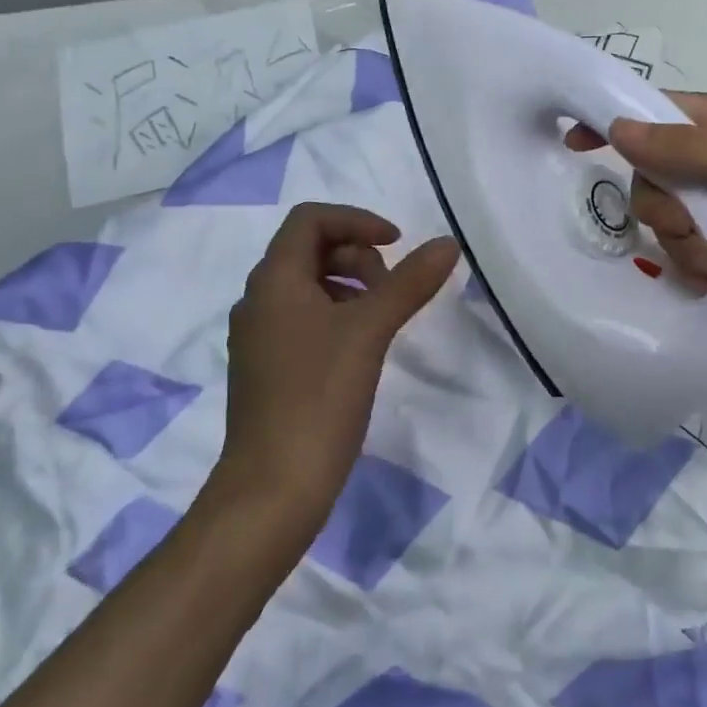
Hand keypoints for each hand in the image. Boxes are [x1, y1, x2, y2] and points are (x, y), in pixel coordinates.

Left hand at [217, 203, 459, 527]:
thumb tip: (447, 243)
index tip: (397, 245)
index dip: (357, 220)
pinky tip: (361, 349)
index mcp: (274, 280)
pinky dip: (337, 315)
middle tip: (391, 289)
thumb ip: (409, 282)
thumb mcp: (370, 331)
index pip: (310, 220)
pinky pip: (303, 319)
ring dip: (349, 286)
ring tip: (382, 319)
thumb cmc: (319, 397)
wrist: (274, 485)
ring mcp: (259, 337)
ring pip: (307, 286)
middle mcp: (258, 300)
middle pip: (308, 250)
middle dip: (357, 255)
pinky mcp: (267, 368)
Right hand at [567, 93, 706, 348]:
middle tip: (691, 233)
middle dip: (665, 209)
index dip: (620, 125)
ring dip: (683, 246)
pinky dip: (697, 266)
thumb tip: (618, 128)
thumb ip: (688, 149)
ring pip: (672, 218)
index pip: (663, 112)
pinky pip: (693, 250)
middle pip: (659, 174)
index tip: (575, 144)